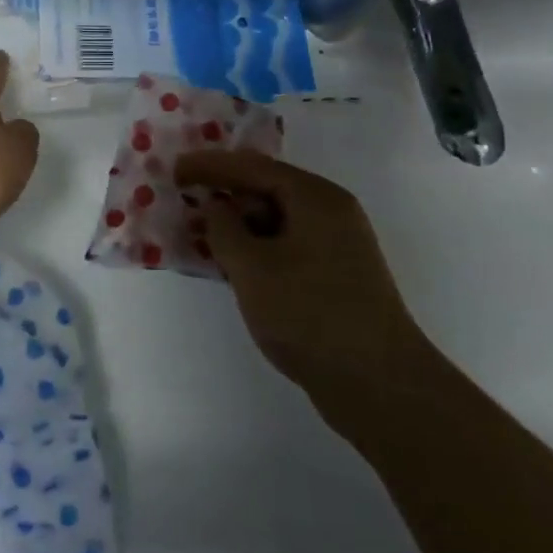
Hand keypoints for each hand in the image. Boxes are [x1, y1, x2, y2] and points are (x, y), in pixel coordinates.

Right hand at [175, 149, 434, 424]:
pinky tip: (231, 266)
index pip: (253, 167)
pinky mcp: (336, 278)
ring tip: (200, 236)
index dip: (210, 166)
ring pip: (276, 221)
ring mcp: (338, 247)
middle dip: (224, 195)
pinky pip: (286, 247)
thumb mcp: (251, 267)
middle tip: (185, 203)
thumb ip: (223, 228)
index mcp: (316, 198)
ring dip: (238, 226)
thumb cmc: (309, 314)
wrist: (379, 385)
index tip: (174, 170)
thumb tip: (216, 208)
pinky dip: (256, 250)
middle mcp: (331, 213)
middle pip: (267, 189)